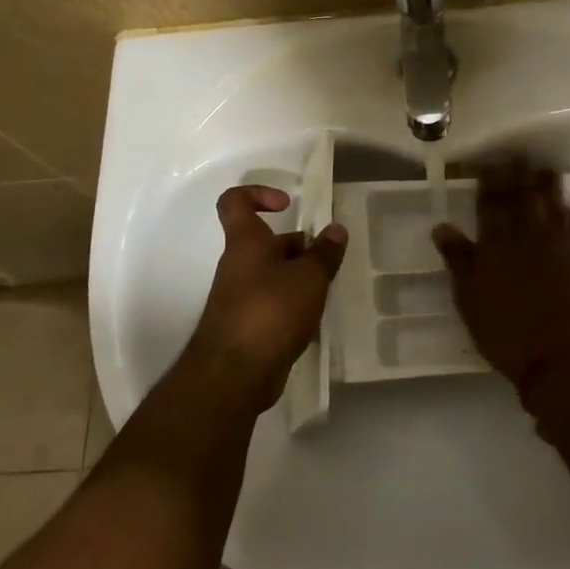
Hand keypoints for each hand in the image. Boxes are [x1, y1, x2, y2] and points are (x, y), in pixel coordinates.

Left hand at [188, 185, 347, 412]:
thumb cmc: (270, 311)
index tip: (287, 205)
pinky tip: (312, 322)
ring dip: (298, 279)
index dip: (258, 194)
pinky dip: (291, 307)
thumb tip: (335, 229)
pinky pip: (271, 305)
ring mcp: (239, 297)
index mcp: (246, 243)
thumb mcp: (309, 277)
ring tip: (325, 292)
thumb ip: (324, 253)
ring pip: (272, 275)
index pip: (235, 202)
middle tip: (326, 260)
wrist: (234, 375)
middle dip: (297, 247)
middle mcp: (238, 265)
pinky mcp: (245, 327)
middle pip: (266, 242)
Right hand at [432, 160, 569, 397]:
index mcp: (497, 245)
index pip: (491, 204)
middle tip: (517, 156)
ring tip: (545, 170)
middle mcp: (530, 236)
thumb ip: (459, 261)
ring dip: (549, 186)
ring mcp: (562, 246)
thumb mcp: (470, 301)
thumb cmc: (508, 334)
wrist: (566, 358)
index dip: (489, 182)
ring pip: (554, 206)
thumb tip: (442, 228)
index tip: (489, 163)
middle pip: (523, 197)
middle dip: (518, 175)